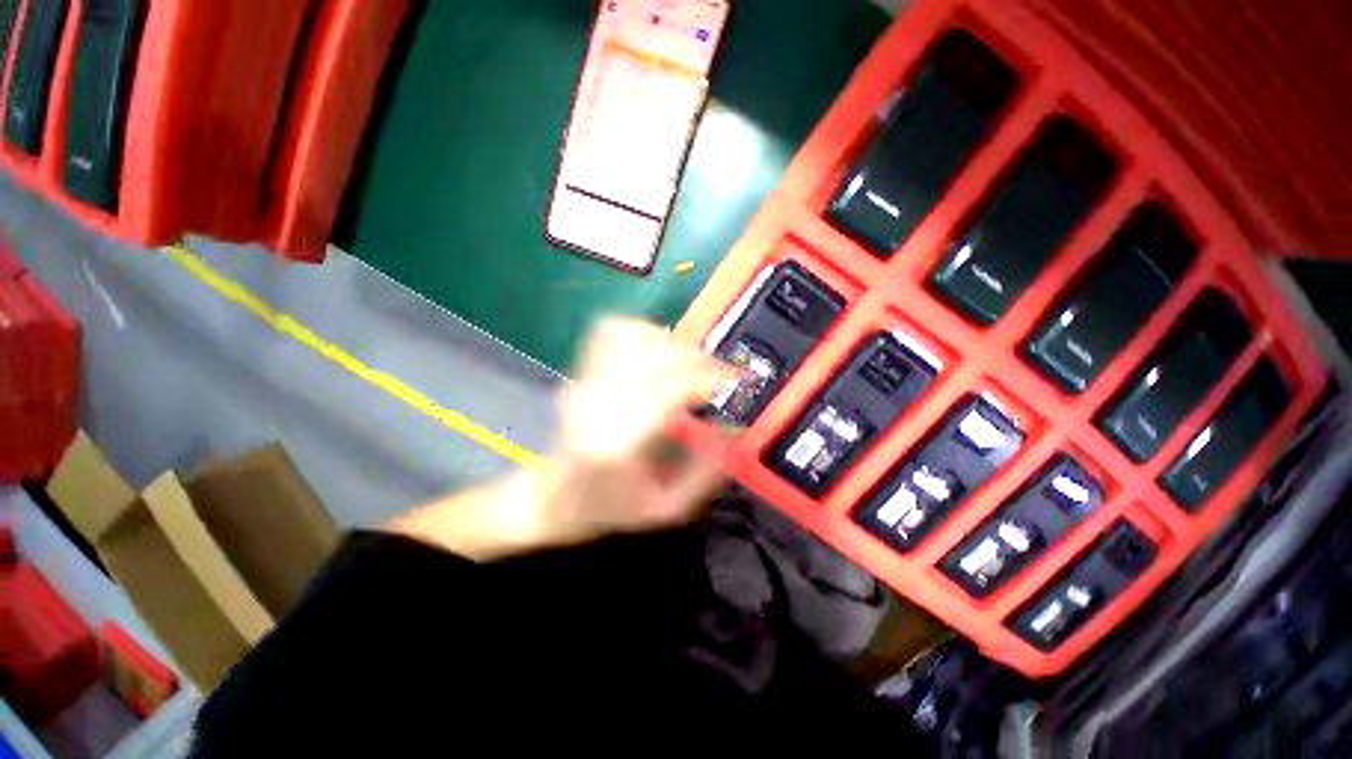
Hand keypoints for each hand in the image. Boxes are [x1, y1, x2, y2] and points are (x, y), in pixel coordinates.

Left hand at [391, 317, 732, 560]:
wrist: (553, 499)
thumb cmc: (610, 507)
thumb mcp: (666, 508)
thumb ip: (705, 472)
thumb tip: (733, 431)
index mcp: (617, 444)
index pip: (668, 390)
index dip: (706, 377)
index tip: (732, 379)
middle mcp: (597, 405)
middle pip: (653, 357)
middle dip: (696, 357)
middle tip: (719, 371)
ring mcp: (584, 383)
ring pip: (633, 338)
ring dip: (671, 343)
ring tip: (690, 361)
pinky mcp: (579, 372)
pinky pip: (612, 333)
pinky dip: (642, 332)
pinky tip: (658, 348)